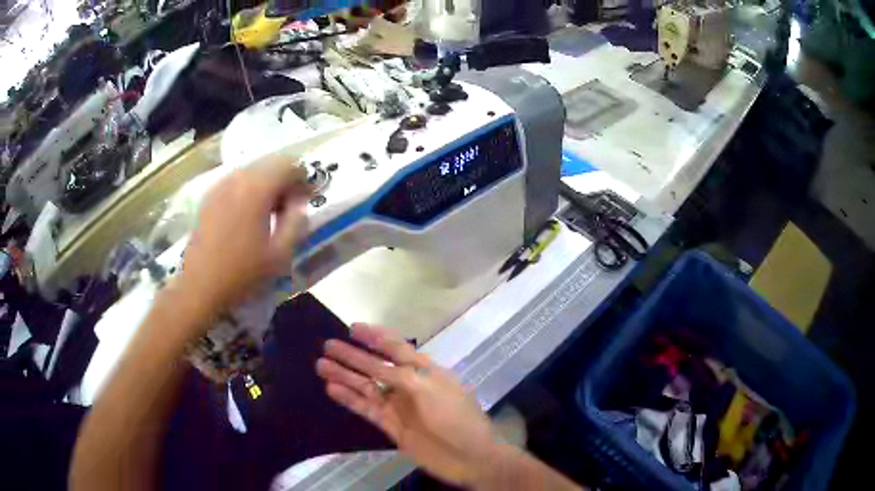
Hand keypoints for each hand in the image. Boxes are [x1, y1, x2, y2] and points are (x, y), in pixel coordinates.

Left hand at [179, 156, 311, 313]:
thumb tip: (300, 204)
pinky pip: (236, 182)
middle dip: (285, 178)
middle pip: (270, 163)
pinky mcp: (209, 197)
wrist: (200, 287)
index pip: (289, 164)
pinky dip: (248, 189)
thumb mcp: (280, 255)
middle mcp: (237, 178)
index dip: (304, 177)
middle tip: (291, 205)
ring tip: (270, 211)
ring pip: (252, 171)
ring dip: (267, 184)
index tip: (308, 198)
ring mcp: (220, 186)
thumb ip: (296, 223)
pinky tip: (248, 215)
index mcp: (257, 188)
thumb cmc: (242, 273)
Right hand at [316, 324, 498, 487]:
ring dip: (345, 376)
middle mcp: (409, 385)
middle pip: (376, 366)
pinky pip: (366, 408)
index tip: (352, 328)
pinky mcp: (391, 425)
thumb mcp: (431, 390)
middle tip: (327, 346)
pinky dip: (349, 399)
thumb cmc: (455, 418)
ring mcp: (398, 405)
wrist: (468, 457)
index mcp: (425, 371)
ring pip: (366, 386)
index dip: (375, 336)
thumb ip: (402, 376)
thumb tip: (378, 365)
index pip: (396, 348)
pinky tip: (332, 389)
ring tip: (321, 365)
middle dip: (353, 355)